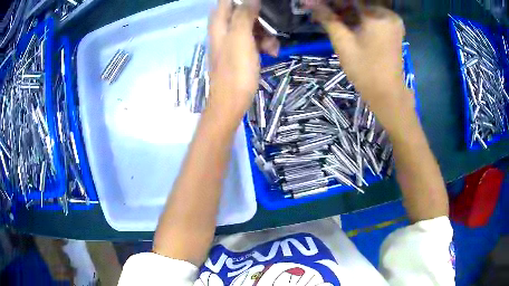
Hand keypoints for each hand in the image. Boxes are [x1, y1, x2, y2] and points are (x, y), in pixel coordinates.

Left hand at [207, 0, 260, 121]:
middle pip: (241, 12)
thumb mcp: (241, 38)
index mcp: (219, 24)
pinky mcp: (239, 54)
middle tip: (272, 24)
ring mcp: (231, 42)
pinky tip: (272, 53)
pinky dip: (263, 44)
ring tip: (274, 47)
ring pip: (250, 27)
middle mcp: (223, 30)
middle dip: (259, 17)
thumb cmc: (236, 70)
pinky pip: (252, 41)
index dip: (244, 1)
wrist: (231, 102)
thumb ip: (244, 15)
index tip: (261, 5)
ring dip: (265, 33)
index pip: (227, 1)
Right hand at [312, 3, 412, 125]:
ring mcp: (391, 22)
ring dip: (345, 11)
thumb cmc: (366, 70)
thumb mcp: (343, 43)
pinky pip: (370, 16)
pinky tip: (342, 22)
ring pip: (363, 8)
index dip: (331, 1)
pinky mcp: (391, 29)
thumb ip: (327, 18)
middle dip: (337, 5)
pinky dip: (356, 17)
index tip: (313, 3)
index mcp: (378, 15)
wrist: (387, 94)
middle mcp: (388, 14)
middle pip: (358, 2)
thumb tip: (310, 3)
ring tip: (327, 18)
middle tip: (319, 11)